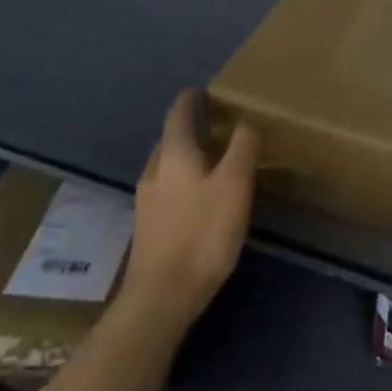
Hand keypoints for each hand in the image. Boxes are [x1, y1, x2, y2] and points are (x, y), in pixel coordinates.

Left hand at [122, 90, 258, 336]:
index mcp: (174, 153)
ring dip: (188, 155)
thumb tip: (244, 122)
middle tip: (219, 124)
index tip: (207, 91)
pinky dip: (184, 180)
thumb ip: (242, 147)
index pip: (179, 112)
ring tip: (215, 159)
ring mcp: (147, 201)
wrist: (161, 299)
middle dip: (192, 127)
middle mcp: (154, 170)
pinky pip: (167, 189)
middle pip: (171, 138)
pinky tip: (201, 197)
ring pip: (168, 165)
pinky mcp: (148, 228)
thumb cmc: (203, 233)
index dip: (193, 99)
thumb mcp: (235, 184)